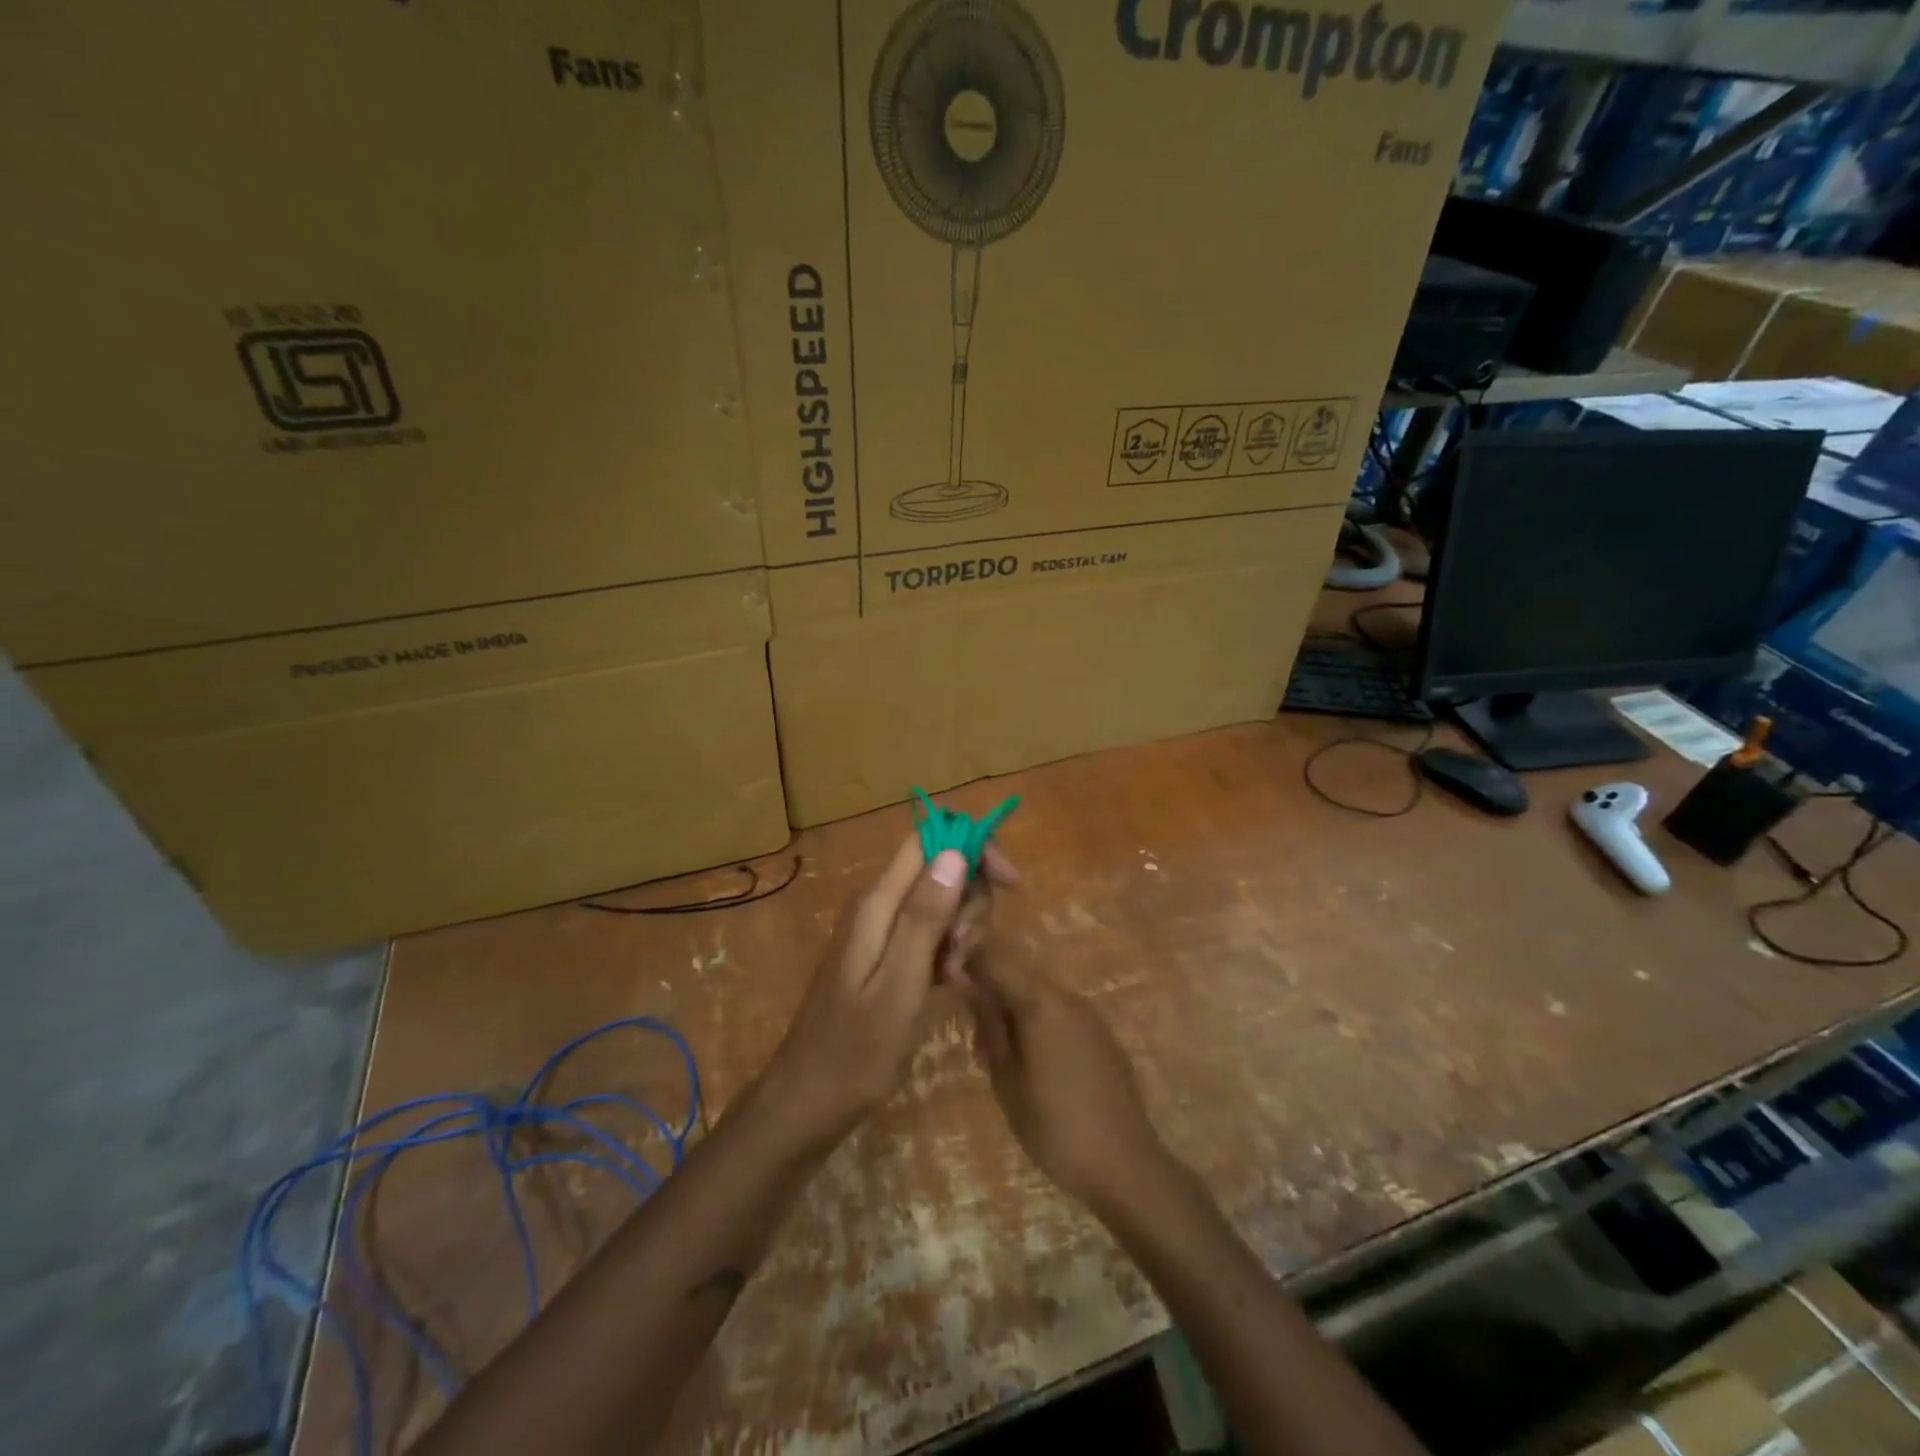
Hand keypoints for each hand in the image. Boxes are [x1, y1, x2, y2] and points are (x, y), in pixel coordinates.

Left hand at [767, 835, 1015, 1141]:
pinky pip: (931, 935)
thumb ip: (925, 917)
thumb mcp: (899, 986)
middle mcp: (880, 905)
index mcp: (879, 903)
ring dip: (962, 934)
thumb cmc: (856, 1050)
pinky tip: (945, 988)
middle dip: (970, 904)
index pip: (931, 840)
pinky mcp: (888, 955)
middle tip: (961, 954)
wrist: (810, 1101)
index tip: (1009, 884)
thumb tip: (954, 851)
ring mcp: (882, 931)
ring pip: (943, 904)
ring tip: (950, 980)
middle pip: (943, 871)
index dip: (974, 849)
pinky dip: (948, 955)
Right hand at [970, 948, 1170, 1212]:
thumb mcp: (1007, 1080)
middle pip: (1021, 977)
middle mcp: (1068, 998)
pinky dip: (1042, 1027)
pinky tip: (1037, 1066)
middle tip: (977, 1040)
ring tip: (1003, 1059)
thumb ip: (991, 1028)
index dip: (971, 965)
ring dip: (1018, 1013)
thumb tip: (975, 992)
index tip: (951, 984)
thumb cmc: (1054, 1126)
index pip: (997, 962)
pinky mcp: (1104, 1038)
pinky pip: (1063, 1017)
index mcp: (1040, 1002)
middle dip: (994, 996)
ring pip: (1042, 998)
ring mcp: (1090, 1017)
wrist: (1124, 1164)